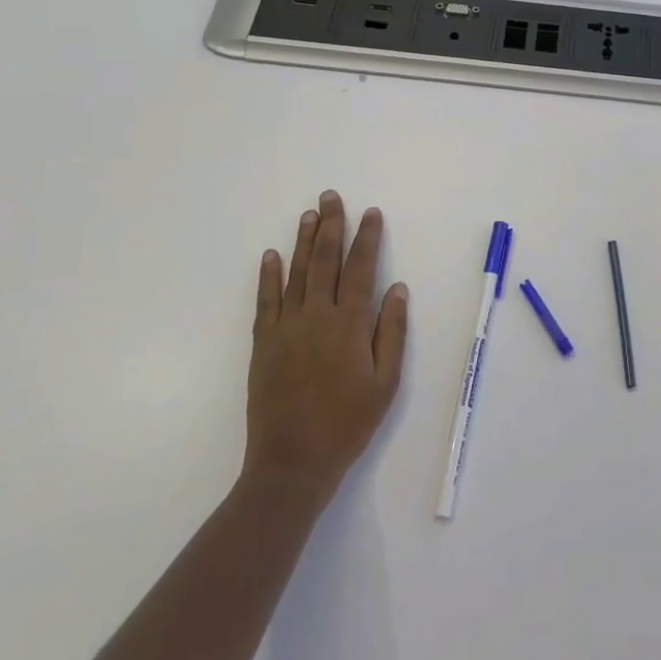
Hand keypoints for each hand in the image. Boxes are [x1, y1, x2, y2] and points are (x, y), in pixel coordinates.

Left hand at [240, 190, 408, 503]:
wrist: (292, 462)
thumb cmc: (348, 423)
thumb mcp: (385, 382)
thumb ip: (391, 332)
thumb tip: (397, 288)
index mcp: (350, 324)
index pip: (361, 269)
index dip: (367, 238)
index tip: (371, 213)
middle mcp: (317, 316)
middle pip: (325, 260)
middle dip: (330, 225)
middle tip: (331, 197)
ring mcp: (286, 327)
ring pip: (296, 273)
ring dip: (303, 241)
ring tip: (309, 214)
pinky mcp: (263, 343)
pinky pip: (265, 301)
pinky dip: (268, 276)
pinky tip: (271, 255)